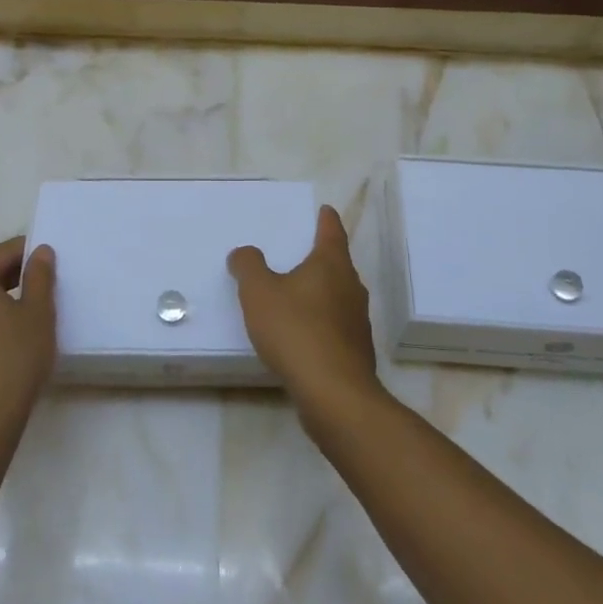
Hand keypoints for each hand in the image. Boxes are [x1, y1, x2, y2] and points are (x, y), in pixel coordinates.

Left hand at [0, 238, 55, 463]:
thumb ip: (40, 276)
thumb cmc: (14, 361)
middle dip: (16, 275)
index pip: (2, 252)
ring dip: (1, 299)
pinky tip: (8, 339)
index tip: (52, 261)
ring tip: (30, 312)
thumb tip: (40, 251)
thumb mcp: (38, 314)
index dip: (30, 252)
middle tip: (46, 285)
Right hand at [229, 206, 379, 426]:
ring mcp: (358, 321)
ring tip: (297, 294)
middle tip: (301, 253)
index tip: (325, 210)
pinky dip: (320, 322)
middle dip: (321, 258)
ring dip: (320, 292)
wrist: (334, 393)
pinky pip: (335, 325)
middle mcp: (351, 287)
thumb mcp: (259, 292)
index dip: (326, 219)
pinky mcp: (355, 350)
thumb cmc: (296, 330)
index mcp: (331, 264)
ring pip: (338, 296)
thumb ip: (248, 266)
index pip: (331, 231)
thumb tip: (244, 253)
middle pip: (337, 264)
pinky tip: (302, 334)